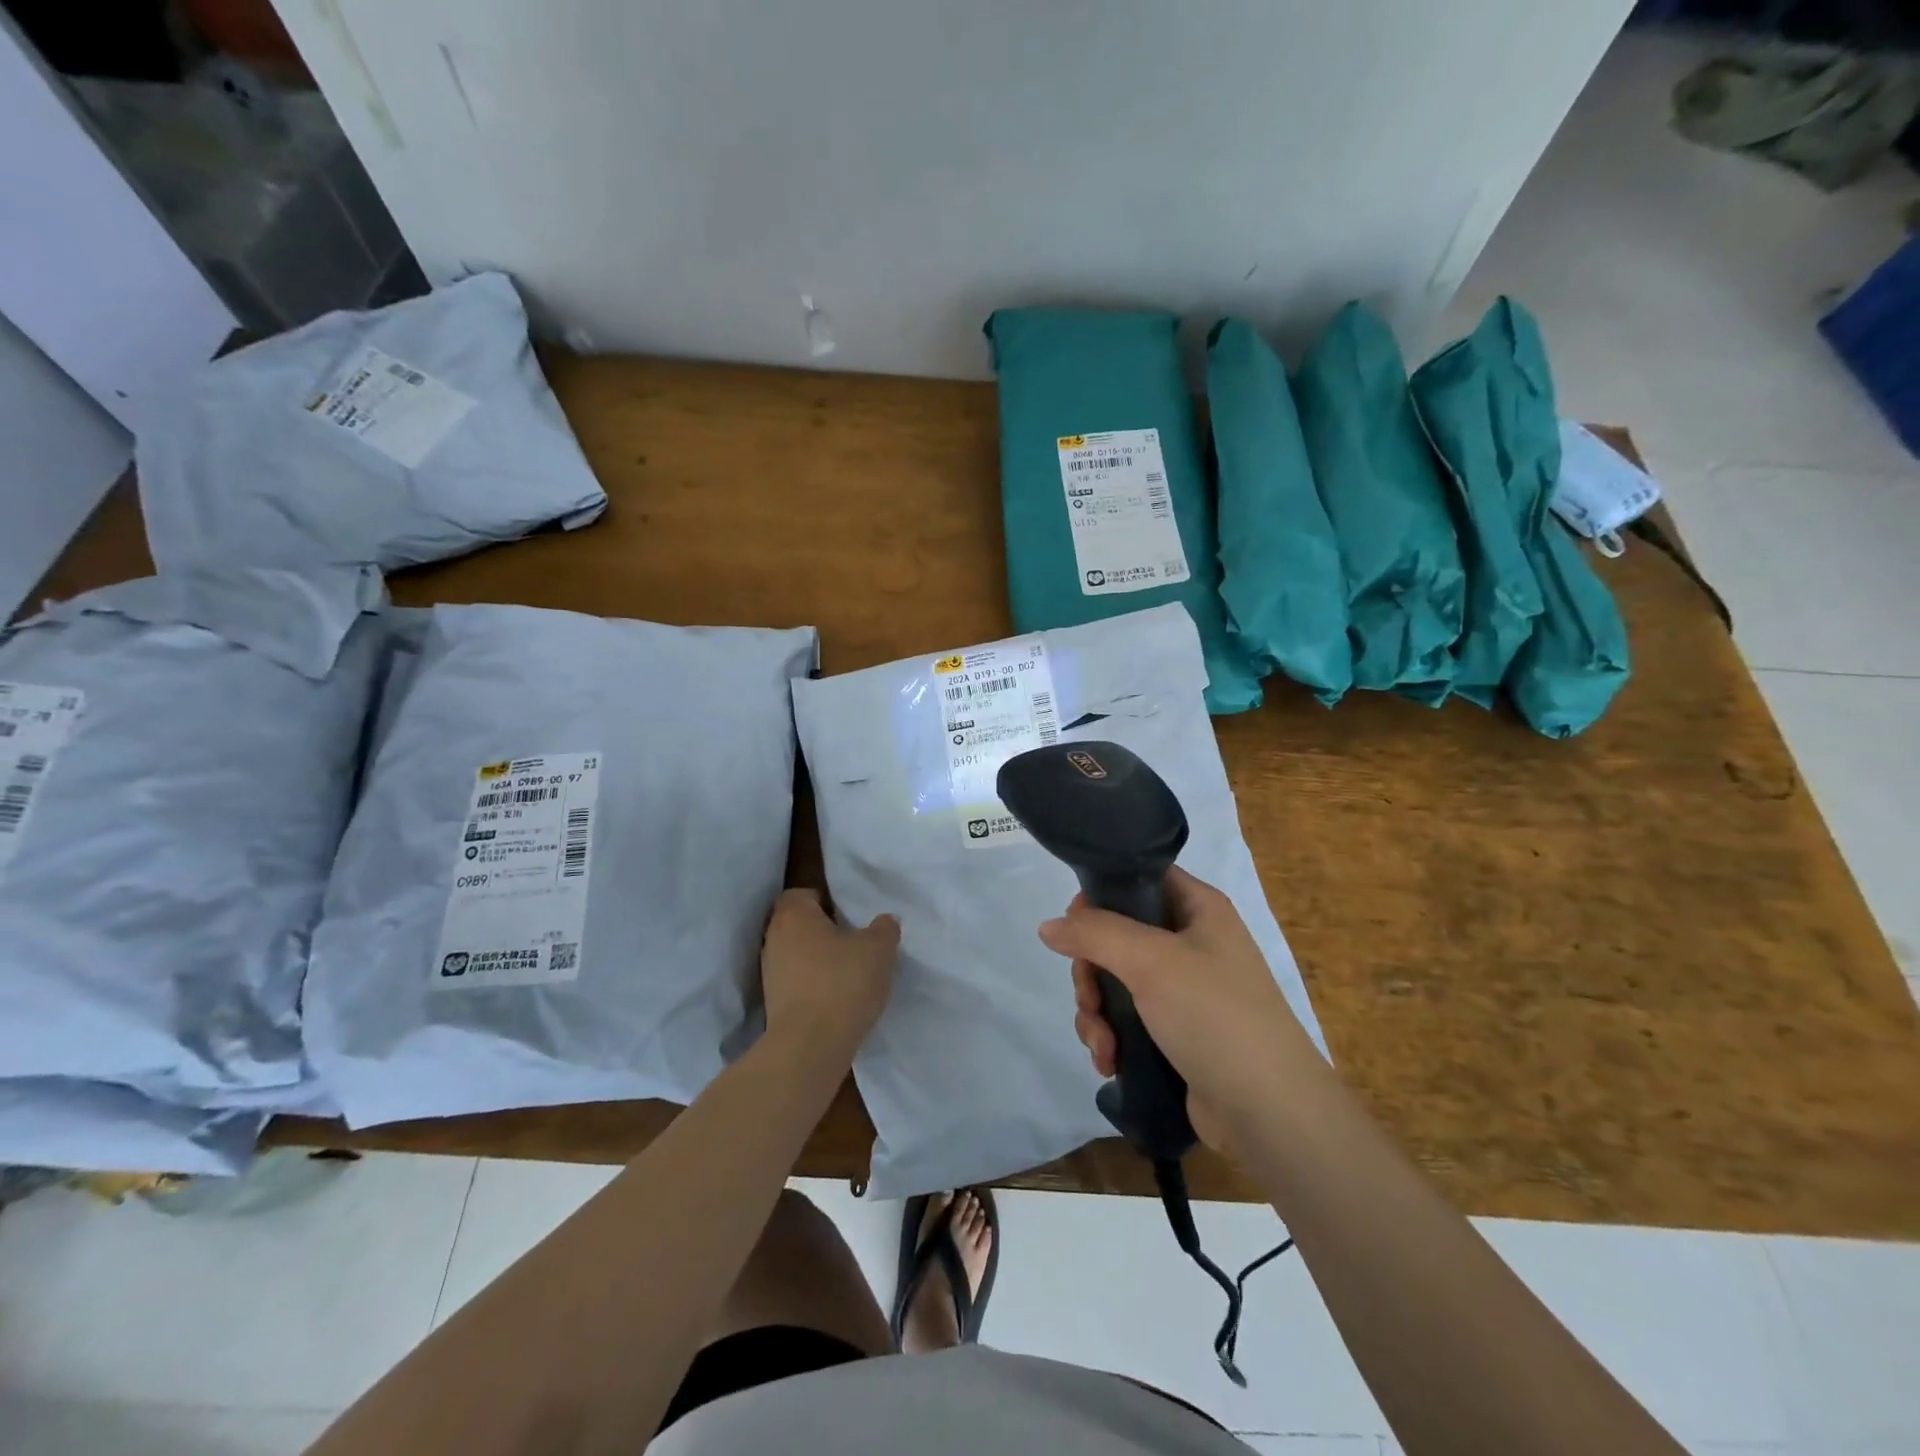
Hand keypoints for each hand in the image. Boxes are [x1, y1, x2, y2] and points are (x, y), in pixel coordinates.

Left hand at [760, 889, 899, 1061]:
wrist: (809, 1047)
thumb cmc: (842, 983)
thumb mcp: (878, 949)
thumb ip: (884, 929)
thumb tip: (884, 921)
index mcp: (793, 915)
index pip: (801, 893)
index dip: (824, 900)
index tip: (847, 915)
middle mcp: (774, 939)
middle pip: (797, 924)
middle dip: (822, 930)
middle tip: (853, 940)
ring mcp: (769, 973)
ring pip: (796, 954)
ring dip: (817, 960)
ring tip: (848, 972)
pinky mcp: (773, 1004)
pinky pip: (795, 982)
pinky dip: (813, 985)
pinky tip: (837, 997)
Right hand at [1038, 867, 1314, 1154]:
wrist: (1269, 1113)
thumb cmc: (1214, 1016)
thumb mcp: (1151, 961)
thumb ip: (1094, 934)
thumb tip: (1048, 926)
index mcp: (1198, 909)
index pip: (1139, 878)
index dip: (1101, 895)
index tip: (1075, 926)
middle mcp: (1191, 942)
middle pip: (1115, 935)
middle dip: (1091, 972)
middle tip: (1089, 999)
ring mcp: (1183, 990)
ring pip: (1114, 981)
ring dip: (1095, 1012)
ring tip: (1102, 1044)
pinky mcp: (1174, 1032)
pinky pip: (1125, 1018)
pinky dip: (1110, 1036)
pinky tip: (1109, 1061)